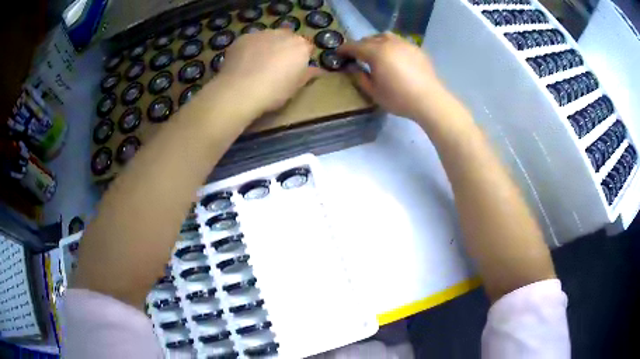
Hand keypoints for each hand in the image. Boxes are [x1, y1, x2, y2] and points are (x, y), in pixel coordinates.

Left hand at [218, 29, 320, 112]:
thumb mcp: (295, 87)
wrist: (240, 91)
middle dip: (284, 49)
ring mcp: (261, 34)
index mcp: (300, 46)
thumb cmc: (274, 92)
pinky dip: (250, 49)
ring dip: (266, 46)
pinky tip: (243, 64)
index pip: (307, 48)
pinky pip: (250, 42)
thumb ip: (307, 75)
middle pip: (287, 38)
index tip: (295, 70)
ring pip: (268, 38)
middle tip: (276, 67)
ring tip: (257, 65)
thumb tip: (317, 70)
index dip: (302, 58)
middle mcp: (283, 34)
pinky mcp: (242, 38)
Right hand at [338, 32, 445, 121]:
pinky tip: (394, 56)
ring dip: (376, 41)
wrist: (429, 100)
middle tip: (356, 55)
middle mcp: (389, 43)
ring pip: (385, 36)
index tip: (338, 53)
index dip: (344, 49)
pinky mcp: (416, 49)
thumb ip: (360, 78)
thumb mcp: (373, 92)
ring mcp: (404, 44)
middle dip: (360, 45)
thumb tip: (354, 68)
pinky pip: (399, 41)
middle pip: (369, 39)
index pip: (355, 46)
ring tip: (375, 51)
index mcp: (375, 52)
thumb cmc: (398, 98)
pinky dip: (391, 45)